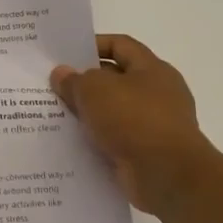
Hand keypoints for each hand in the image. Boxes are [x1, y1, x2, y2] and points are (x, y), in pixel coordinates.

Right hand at [50, 34, 220, 217]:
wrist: (168, 177)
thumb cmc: (134, 120)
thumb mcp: (95, 90)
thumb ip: (74, 80)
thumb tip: (62, 74)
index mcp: (152, 69)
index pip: (121, 45)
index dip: (93, 45)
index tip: (66, 55)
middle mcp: (158, 94)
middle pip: (116, 79)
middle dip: (85, 82)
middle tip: (54, 86)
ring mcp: (155, 125)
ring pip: (113, 112)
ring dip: (89, 113)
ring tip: (56, 114)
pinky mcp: (147, 153)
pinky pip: (116, 139)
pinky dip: (97, 140)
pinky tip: (72, 141)